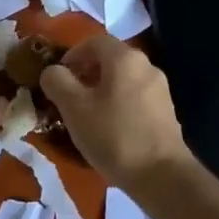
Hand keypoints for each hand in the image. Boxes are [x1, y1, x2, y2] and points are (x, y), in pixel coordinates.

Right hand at [39, 35, 193, 189]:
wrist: (162, 176)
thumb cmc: (113, 135)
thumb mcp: (74, 107)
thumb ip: (57, 82)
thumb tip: (52, 71)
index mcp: (124, 58)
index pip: (93, 42)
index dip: (71, 56)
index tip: (57, 79)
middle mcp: (146, 66)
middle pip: (109, 60)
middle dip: (85, 75)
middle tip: (68, 99)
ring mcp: (160, 90)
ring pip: (122, 81)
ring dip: (101, 92)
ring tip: (86, 117)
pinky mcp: (166, 113)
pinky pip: (135, 99)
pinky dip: (118, 106)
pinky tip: (109, 131)